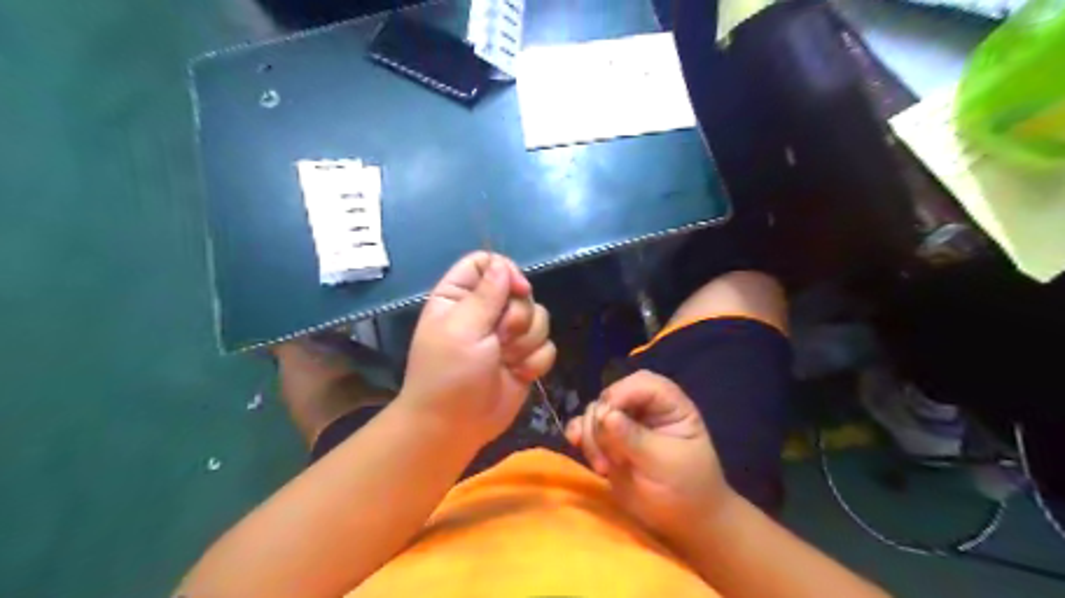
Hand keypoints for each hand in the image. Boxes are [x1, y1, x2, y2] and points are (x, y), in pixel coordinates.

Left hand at [396, 251, 557, 448]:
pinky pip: (547, 347)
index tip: (517, 290)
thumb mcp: (463, 328)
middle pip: (521, 292)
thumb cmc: (449, 374)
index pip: (487, 263)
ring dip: (526, 342)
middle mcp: (485, 312)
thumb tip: (503, 265)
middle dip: (518, 317)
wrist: (455, 426)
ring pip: (539, 319)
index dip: (506, 272)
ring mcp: (507, 336)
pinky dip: (535, 362)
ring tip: (506, 360)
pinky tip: (518, 374)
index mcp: (460, 297)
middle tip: (500, 338)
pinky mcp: (525, 358)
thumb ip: (487, 294)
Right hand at [571, 371, 737, 549]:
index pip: (642, 383)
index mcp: (670, 405)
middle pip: (612, 395)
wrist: (684, 524)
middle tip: (608, 454)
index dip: (621, 394)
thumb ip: (634, 438)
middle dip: (601, 420)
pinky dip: (579, 433)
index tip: (607, 419)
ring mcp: (625, 424)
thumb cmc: (686, 490)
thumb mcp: (664, 463)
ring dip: (590, 434)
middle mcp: (645, 408)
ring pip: (595, 412)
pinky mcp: (609, 442)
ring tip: (603, 467)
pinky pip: (586, 428)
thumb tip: (605, 415)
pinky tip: (574, 443)